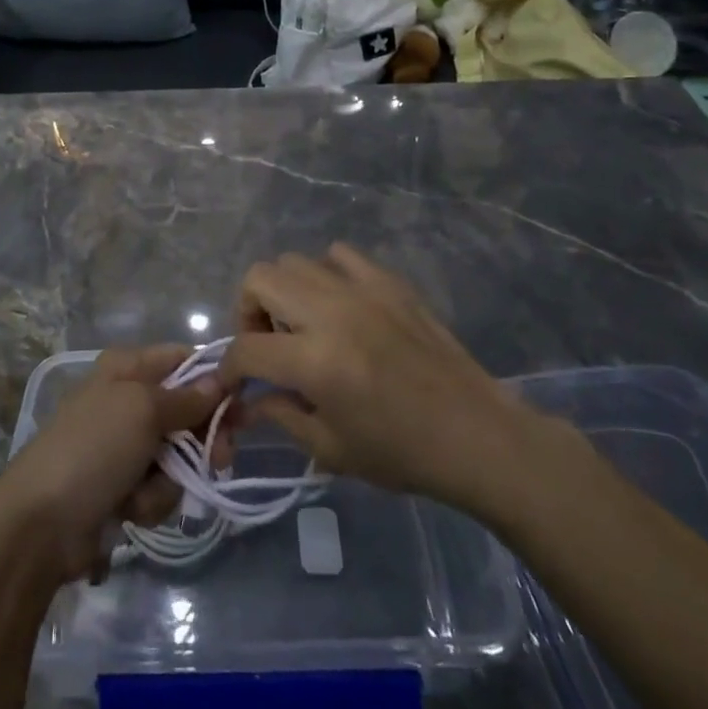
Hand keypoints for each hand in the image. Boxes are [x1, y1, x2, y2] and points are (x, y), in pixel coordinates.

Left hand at [0, 345, 228, 583]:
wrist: (41, 524)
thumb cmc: (93, 449)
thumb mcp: (142, 411)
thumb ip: (187, 398)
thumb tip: (221, 380)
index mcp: (127, 368)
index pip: (183, 360)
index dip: (214, 380)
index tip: (241, 404)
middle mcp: (127, 400)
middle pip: (188, 411)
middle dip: (201, 439)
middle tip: (219, 458)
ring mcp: (124, 446)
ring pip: (178, 455)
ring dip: (170, 479)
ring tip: (144, 492)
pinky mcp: (123, 486)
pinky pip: (160, 487)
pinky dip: (151, 500)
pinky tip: (129, 510)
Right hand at [221, 244, 569, 523]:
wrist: (477, 435)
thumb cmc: (402, 453)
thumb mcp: (330, 449)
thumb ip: (280, 414)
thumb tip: (249, 399)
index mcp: (315, 361)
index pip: (246, 348)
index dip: (230, 367)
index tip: (235, 382)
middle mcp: (331, 313)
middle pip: (259, 279)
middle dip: (248, 312)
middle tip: (267, 344)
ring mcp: (362, 290)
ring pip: (294, 261)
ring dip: (284, 292)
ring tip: (302, 324)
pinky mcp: (389, 282)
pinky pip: (339, 255)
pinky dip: (326, 274)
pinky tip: (339, 306)